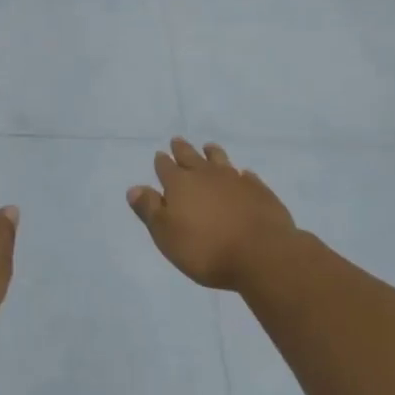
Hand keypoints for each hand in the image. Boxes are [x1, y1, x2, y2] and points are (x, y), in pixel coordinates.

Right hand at [128, 139, 298, 290]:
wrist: (261, 254)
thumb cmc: (206, 249)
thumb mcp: (166, 234)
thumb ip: (150, 209)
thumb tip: (134, 188)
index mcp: (180, 184)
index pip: (166, 167)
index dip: (161, 162)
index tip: (159, 154)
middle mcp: (206, 175)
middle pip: (191, 157)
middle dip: (182, 149)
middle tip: (177, 141)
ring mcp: (235, 180)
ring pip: (220, 160)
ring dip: (212, 153)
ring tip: (209, 147)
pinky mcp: (260, 191)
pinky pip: (247, 177)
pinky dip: (241, 175)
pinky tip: (243, 175)